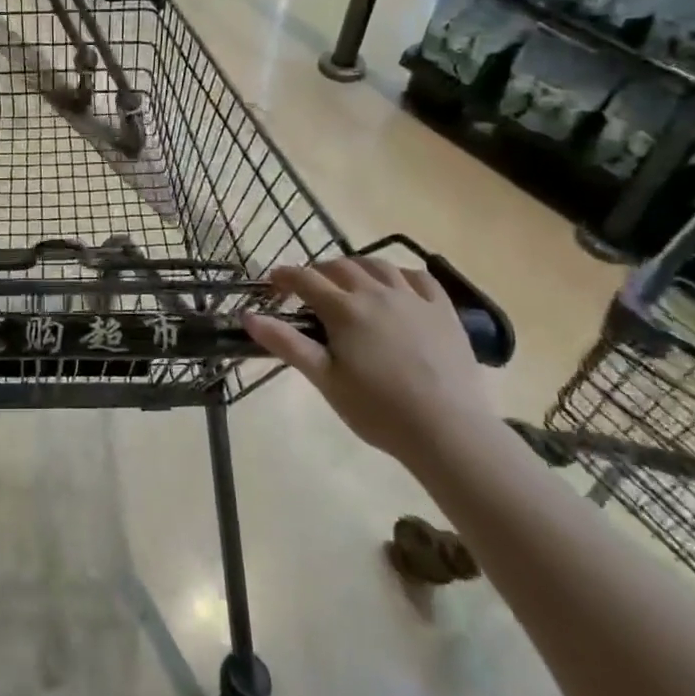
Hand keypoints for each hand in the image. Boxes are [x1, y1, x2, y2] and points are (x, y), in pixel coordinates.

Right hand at [242, 257, 492, 465]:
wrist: (447, 430)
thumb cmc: (377, 409)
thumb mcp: (325, 379)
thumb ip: (286, 343)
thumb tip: (248, 316)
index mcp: (344, 310)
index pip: (306, 279)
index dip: (285, 276)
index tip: (273, 281)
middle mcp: (376, 292)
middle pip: (340, 267)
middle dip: (319, 271)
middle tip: (308, 288)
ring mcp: (414, 298)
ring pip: (379, 265)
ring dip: (357, 266)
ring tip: (350, 280)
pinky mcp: (444, 311)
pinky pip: (420, 278)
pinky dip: (401, 275)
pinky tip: (397, 285)